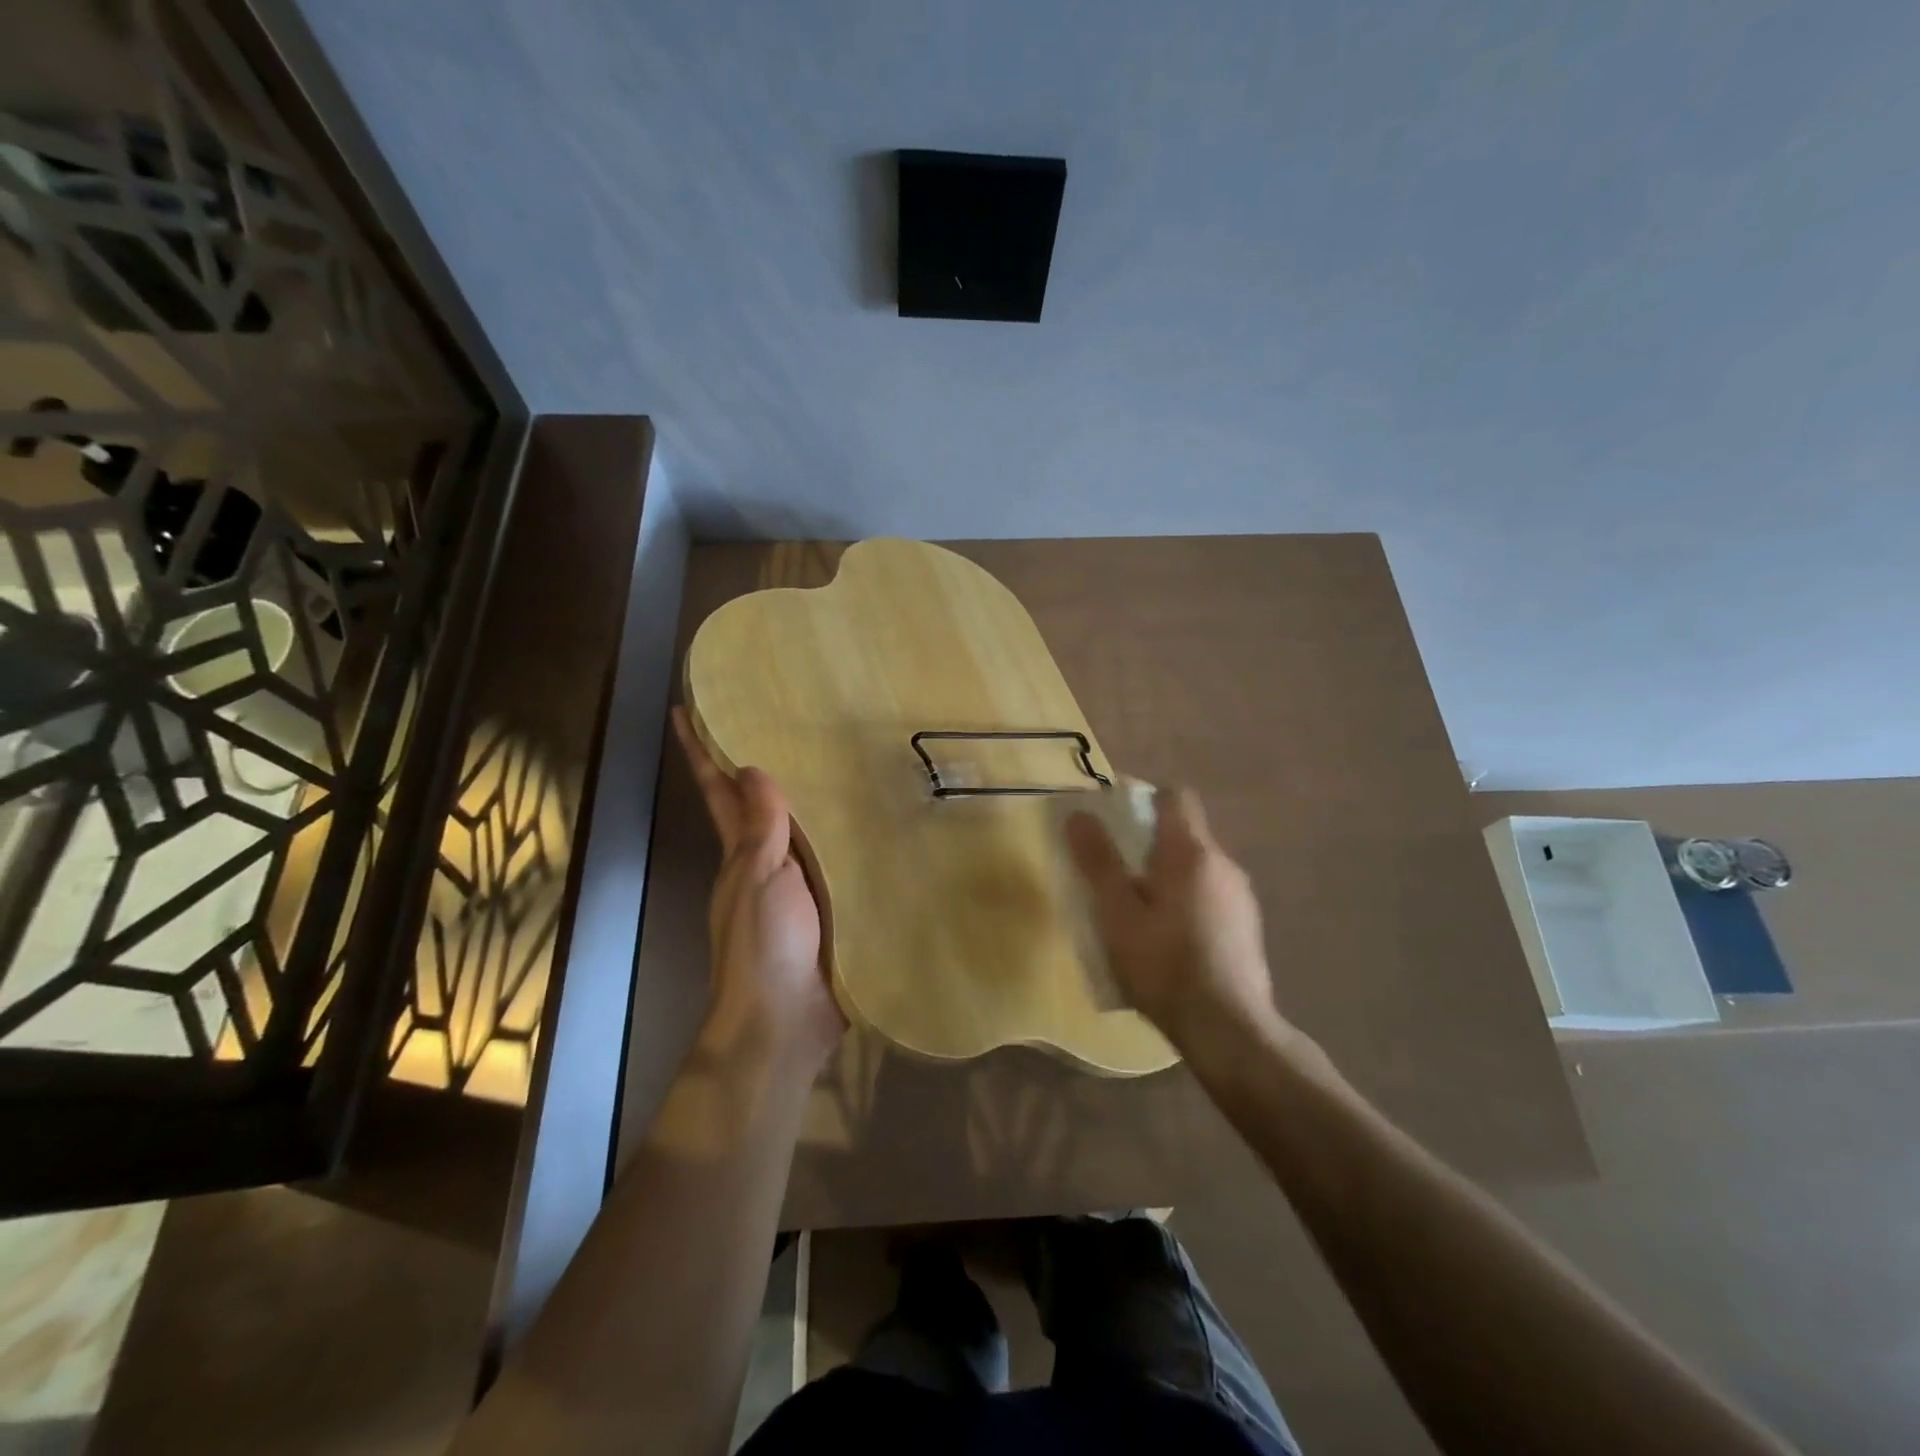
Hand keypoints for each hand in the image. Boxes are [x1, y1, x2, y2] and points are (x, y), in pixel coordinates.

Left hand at [675, 707, 843, 1074]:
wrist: (784, 1022)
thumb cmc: (763, 944)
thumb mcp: (759, 878)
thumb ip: (762, 827)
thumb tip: (751, 769)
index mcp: (740, 853)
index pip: (717, 792)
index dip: (699, 753)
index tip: (683, 711)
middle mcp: (764, 866)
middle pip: (760, 807)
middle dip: (762, 766)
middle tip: (787, 720)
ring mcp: (797, 889)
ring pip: (802, 833)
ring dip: (812, 801)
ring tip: (839, 761)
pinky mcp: (830, 910)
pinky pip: (838, 864)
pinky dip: (849, 841)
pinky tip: (875, 825)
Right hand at [1066, 787, 1284, 1057]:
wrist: (1229, 1029)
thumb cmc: (1164, 965)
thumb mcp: (1117, 914)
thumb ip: (1098, 862)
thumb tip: (1079, 814)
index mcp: (1191, 852)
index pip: (1175, 797)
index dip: (1145, 798)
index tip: (1118, 819)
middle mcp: (1224, 864)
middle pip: (1185, 833)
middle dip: (1150, 843)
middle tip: (1116, 872)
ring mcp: (1241, 897)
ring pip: (1198, 868)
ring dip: (1169, 876)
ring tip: (1138, 910)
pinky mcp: (1248, 927)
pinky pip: (1211, 896)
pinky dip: (1188, 902)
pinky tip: (1170, 940)